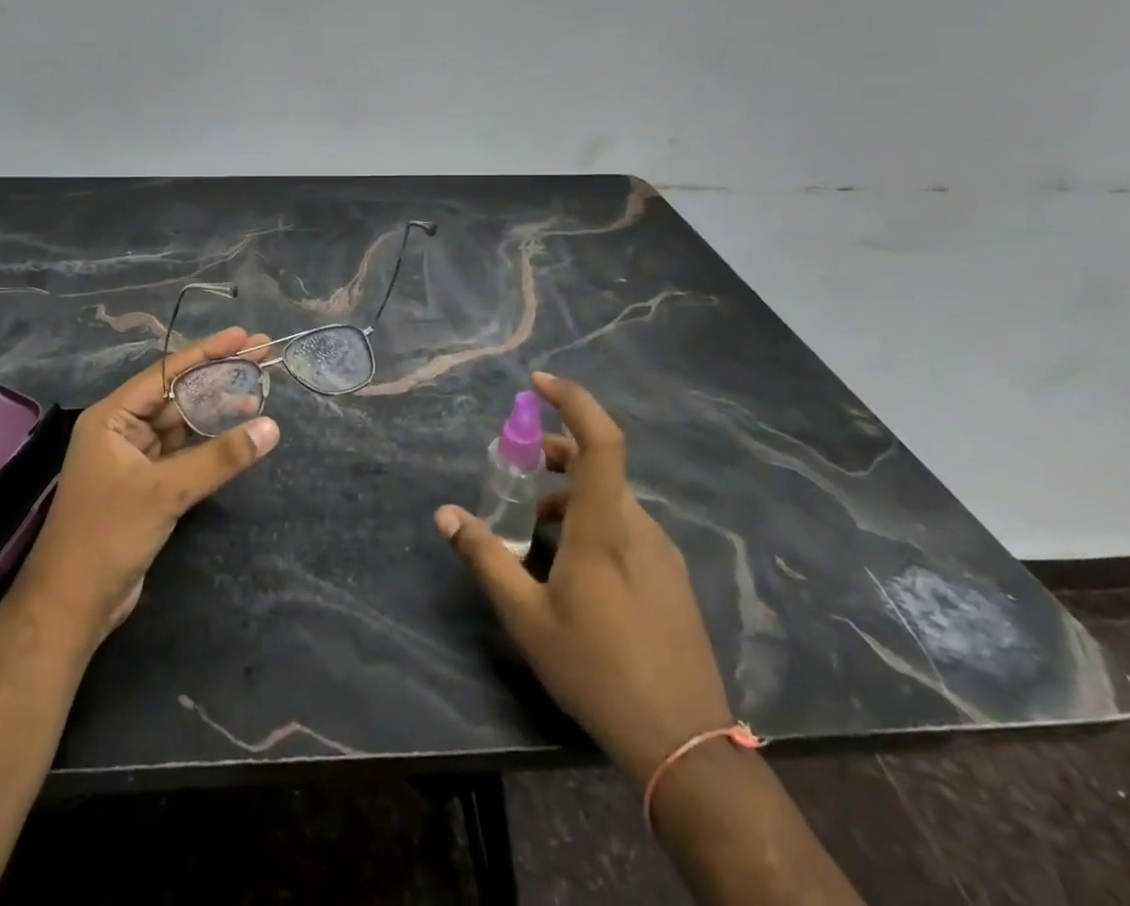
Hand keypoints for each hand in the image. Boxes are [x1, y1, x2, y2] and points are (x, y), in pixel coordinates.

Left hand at [16, 327, 279, 648]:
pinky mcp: (147, 486)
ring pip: (183, 423)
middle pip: (178, 394)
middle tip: (263, 356)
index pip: (166, 373)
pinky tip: (238, 432)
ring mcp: (134, 459)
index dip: (207, 353)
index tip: (245, 337)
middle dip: (218, 376)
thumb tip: (271, 427)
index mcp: (112, 417)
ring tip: (259, 390)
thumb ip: (219, 458)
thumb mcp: (166, 491)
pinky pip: (184, 452)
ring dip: (217, 409)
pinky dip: (210, 442)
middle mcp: (122, 430)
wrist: (72, 606)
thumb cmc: (108, 536)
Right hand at [434, 371, 730, 785]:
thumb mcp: (526, 616)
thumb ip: (485, 557)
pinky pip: (626, 527)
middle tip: (515, 468)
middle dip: (553, 453)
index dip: (573, 400)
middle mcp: (639, 527)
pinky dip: (592, 520)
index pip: (600, 440)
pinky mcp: (670, 577)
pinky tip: (571, 565)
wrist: (684, 746)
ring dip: (569, 493)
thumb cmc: (597, 670)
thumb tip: (445, 514)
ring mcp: (661, 552)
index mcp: (605, 527)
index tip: (537, 383)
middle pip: (598, 465)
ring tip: (534, 527)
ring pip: (611, 499)